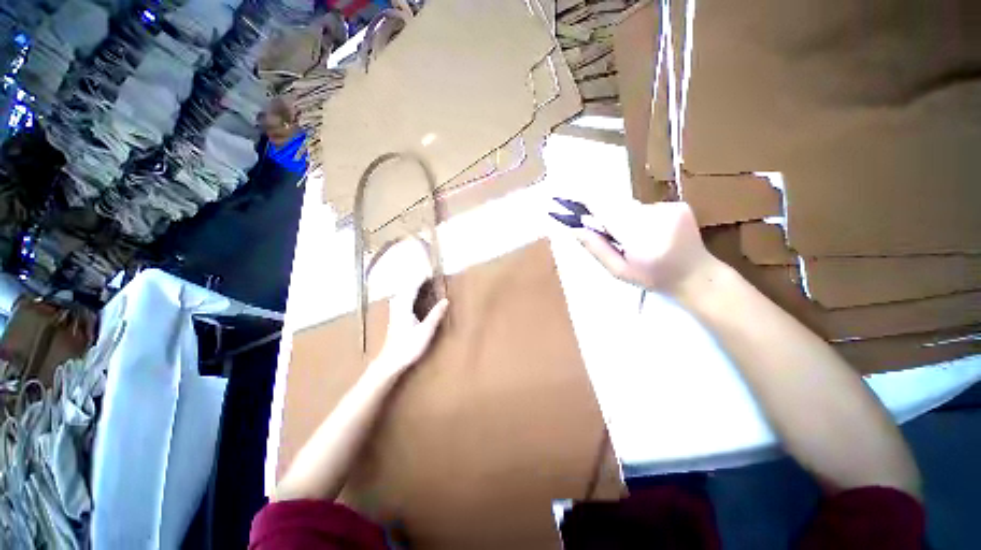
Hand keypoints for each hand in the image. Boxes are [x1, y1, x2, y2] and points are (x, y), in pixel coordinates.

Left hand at [367, 274, 448, 381]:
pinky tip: (411, 296)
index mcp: (404, 307)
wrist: (390, 361)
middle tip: (426, 274)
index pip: (413, 287)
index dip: (421, 278)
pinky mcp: (395, 317)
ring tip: (420, 282)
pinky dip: (408, 293)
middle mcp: (398, 306)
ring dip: (410, 285)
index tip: (431, 271)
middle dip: (415, 279)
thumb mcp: (426, 331)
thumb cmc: (409, 347)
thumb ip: (435, 315)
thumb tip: (446, 300)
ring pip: (402, 293)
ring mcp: (394, 312)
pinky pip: (401, 298)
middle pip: (405, 287)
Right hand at [574, 201, 714, 295]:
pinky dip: (642, 218)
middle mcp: (654, 217)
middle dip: (608, 218)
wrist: (697, 276)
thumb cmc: (652, 278)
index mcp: (639, 237)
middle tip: (616, 238)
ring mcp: (669, 209)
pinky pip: (647, 207)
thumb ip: (596, 248)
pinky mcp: (678, 205)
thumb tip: (574, 228)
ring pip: (631, 207)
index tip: (567, 197)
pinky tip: (653, 233)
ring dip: (626, 219)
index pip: (605, 210)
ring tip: (639, 239)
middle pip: (616, 206)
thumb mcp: (618, 271)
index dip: (586, 202)